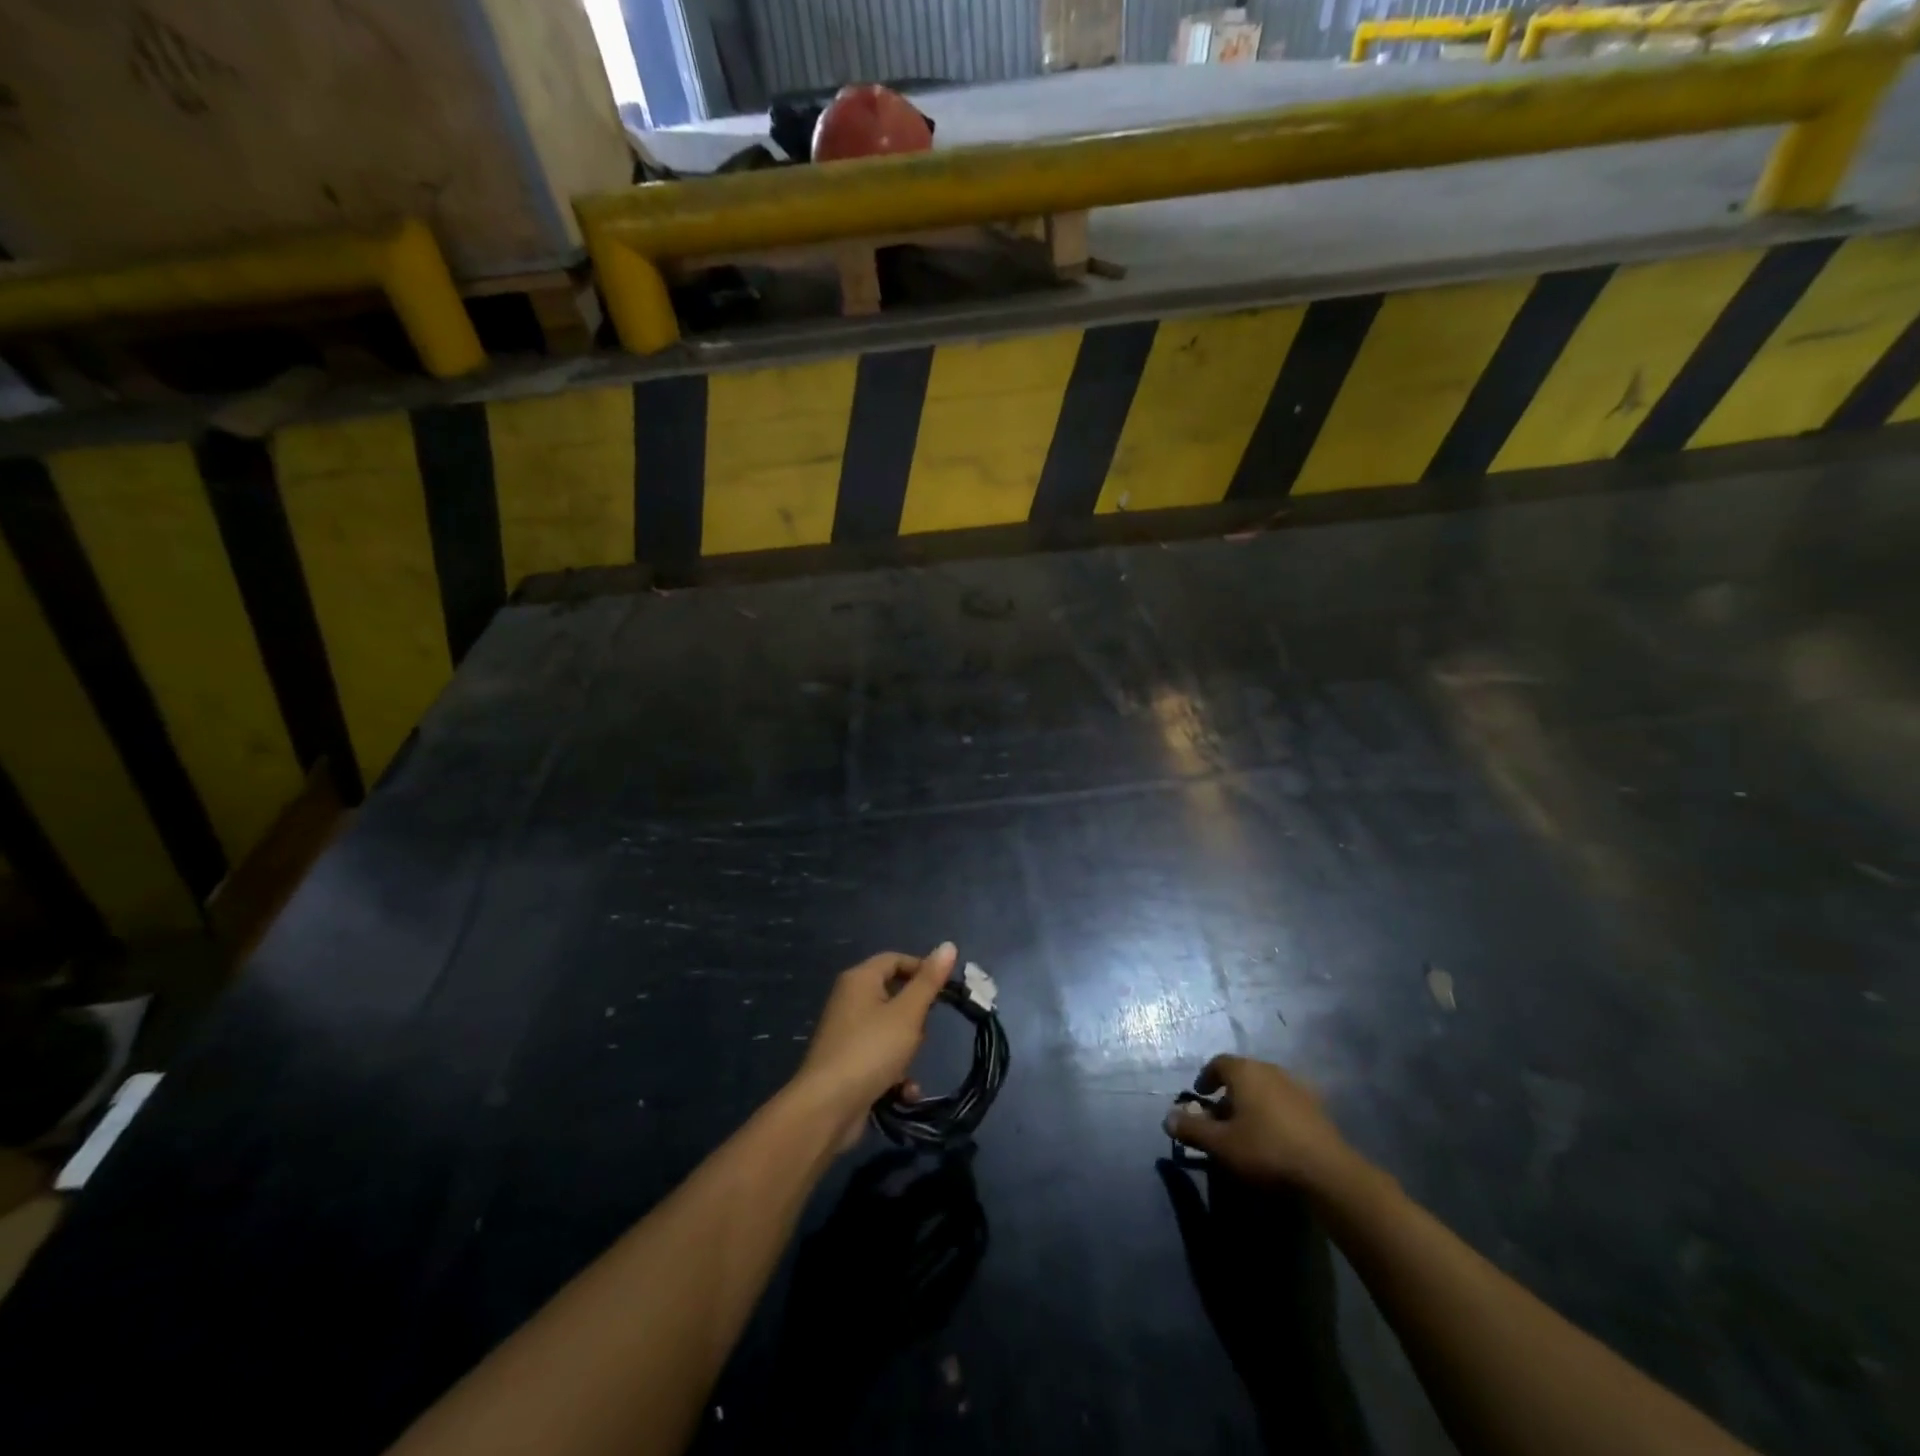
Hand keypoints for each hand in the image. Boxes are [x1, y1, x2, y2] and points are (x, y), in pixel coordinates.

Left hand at [795, 943, 956, 1147]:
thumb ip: (929, 981)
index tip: (946, 990)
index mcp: (859, 979)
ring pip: (890, 1030)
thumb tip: (948, 945)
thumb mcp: (908, 1013)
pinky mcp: (847, 1063)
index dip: (922, 969)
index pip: (895, 959)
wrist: (827, 1108)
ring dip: (906, 1051)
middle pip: (893, 996)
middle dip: (915, 1018)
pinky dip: (894, 1072)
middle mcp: (849, 1000)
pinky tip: (904, 1092)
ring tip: (909, 1066)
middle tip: (923, 1032)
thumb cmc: (871, 1050)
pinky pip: (879, 1058)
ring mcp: (846, 1033)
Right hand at [1164, 1055, 1362, 1193]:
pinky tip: (1275, 1137)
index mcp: (1245, 1071)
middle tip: (1220, 1118)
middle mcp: (1270, 1070)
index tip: (1200, 1096)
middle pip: (1243, 1074)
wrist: (1328, 1173)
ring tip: (1247, 1129)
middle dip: (1228, 1092)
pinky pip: (1285, 1102)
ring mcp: (1297, 1087)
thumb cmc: (1266, 1150)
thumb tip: (1167, 1117)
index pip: (1218, 1063)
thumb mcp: (1221, 1143)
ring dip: (1252, 1103)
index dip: (1206, 1077)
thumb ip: (1192, 1128)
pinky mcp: (1317, 1108)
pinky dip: (1274, 1112)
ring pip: (1266, 1087)